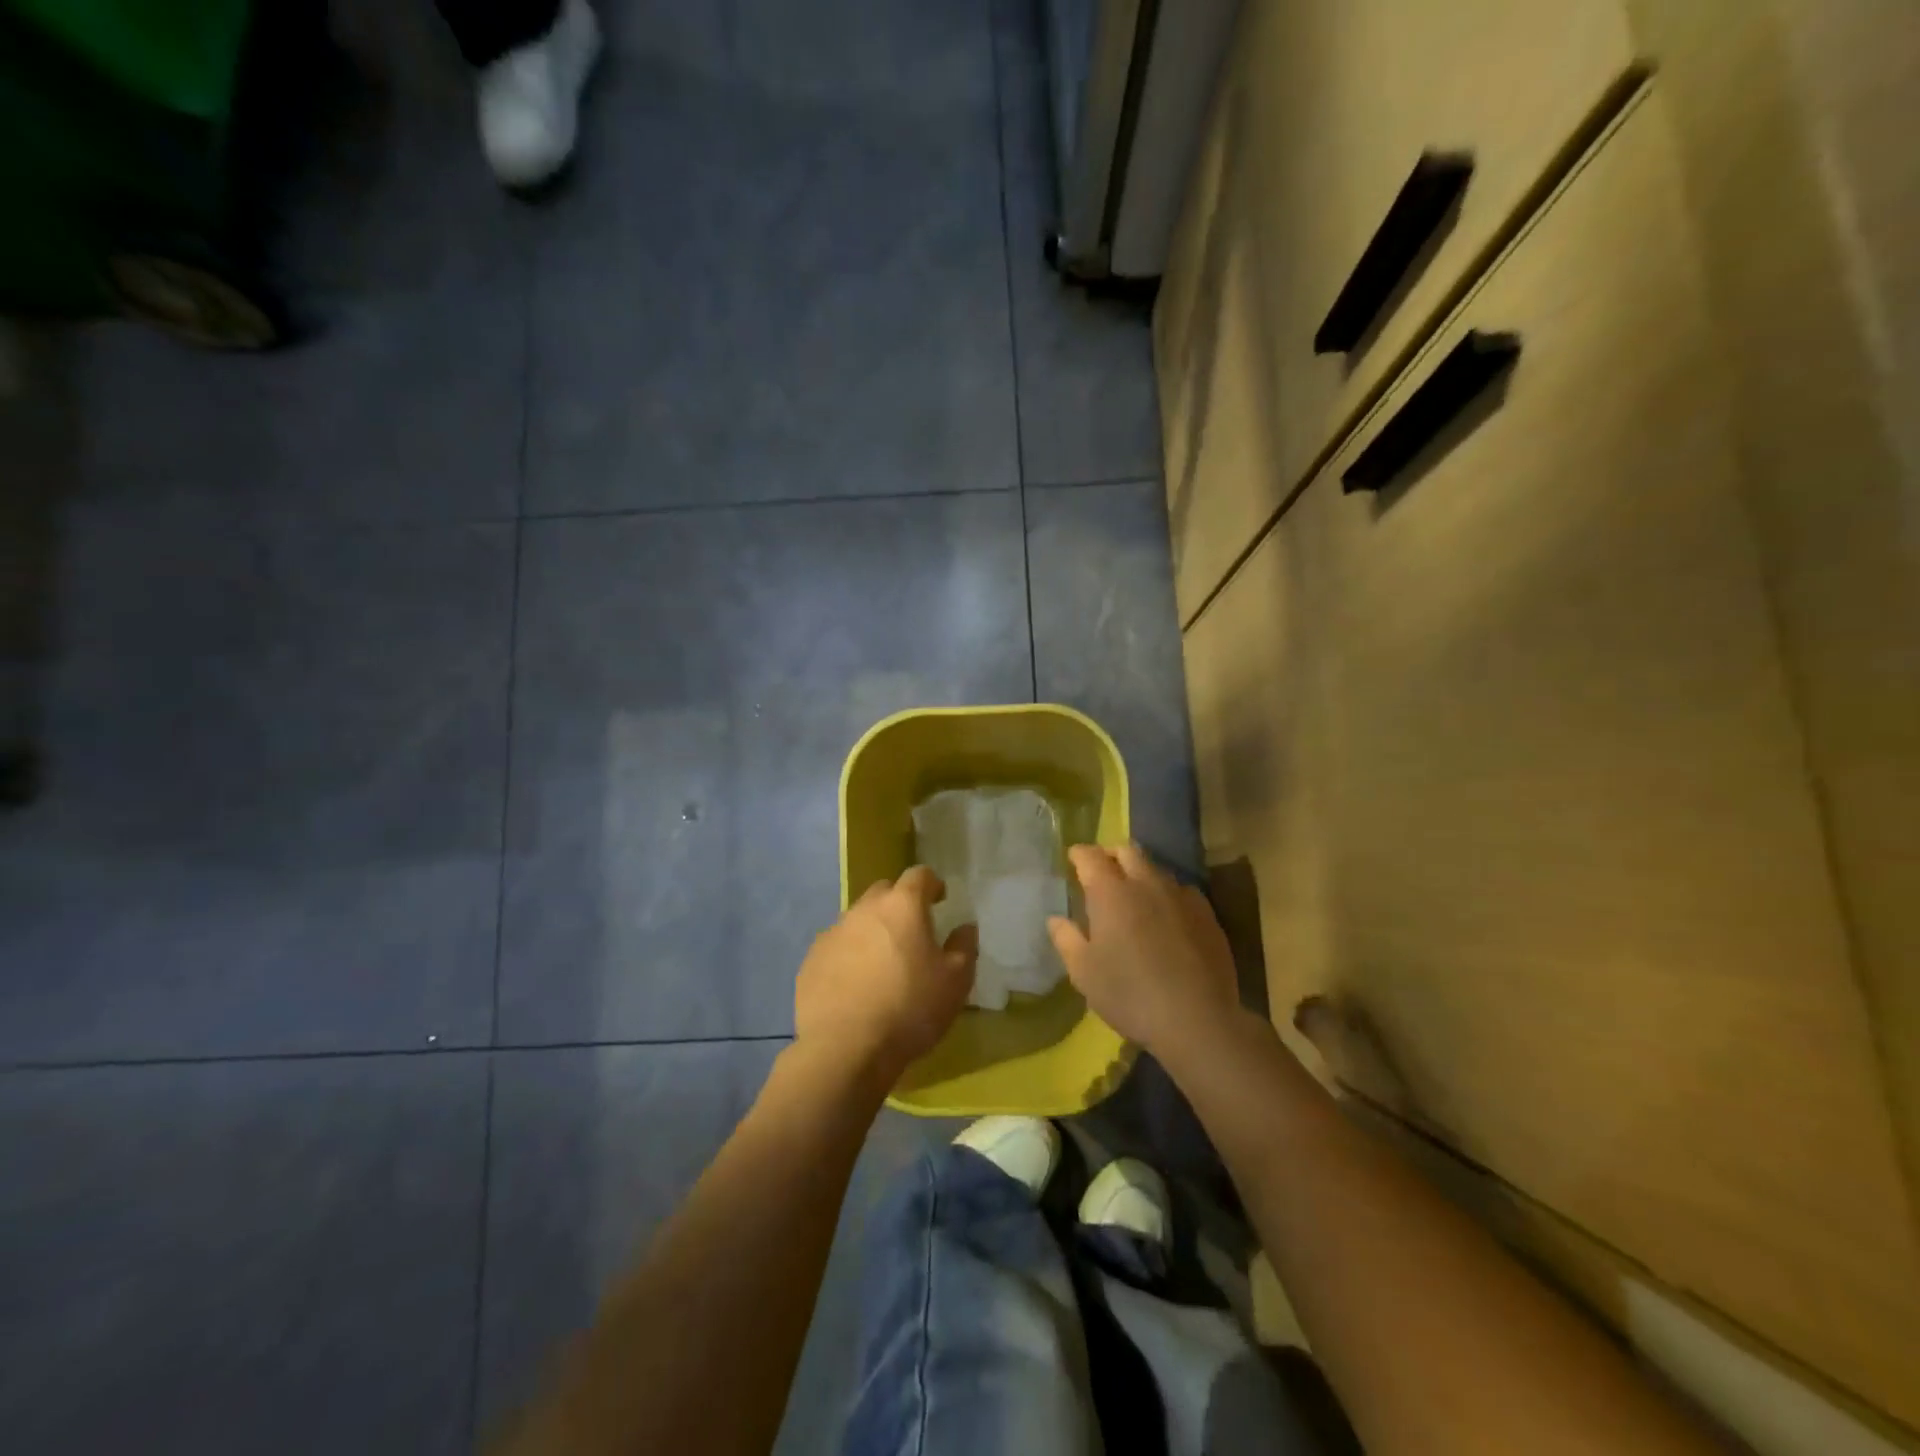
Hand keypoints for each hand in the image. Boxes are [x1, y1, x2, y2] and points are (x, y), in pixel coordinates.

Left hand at [794, 866, 976, 1078]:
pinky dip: (849, 956)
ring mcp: (833, 933)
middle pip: (884, 891)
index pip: (919, 875)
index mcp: (902, 906)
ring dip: (872, 931)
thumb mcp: (956, 982)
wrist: (845, 1049)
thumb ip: (964, 947)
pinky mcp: (811, 959)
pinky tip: (855, 986)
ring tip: (882, 963)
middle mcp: (864, 909)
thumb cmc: (909, 1009)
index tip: (939, 900)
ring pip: (857, 919)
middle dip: (899, 904)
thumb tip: (965, 927)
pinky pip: (836, 947)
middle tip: (912, 932)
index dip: (932, 884)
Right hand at [1047, 844, 1242, 1067]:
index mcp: (1111, 892)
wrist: (1197, 1020)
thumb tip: (1056, 919)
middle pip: (1127, 851)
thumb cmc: (1129, 994)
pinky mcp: (1207, 914)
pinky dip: (1167, 894)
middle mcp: (1146, 883)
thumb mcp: (1084, 973)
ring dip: (1140, 873)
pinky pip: (1182, 891)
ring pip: (1156, 869)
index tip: (1073, 859)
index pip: (1091, 856)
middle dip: (1111, 855)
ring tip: (1134, 895)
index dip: (1079, 854)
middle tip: (1102, 872)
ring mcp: (1180, 896)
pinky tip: (1167, 915)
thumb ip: (1066, 939)